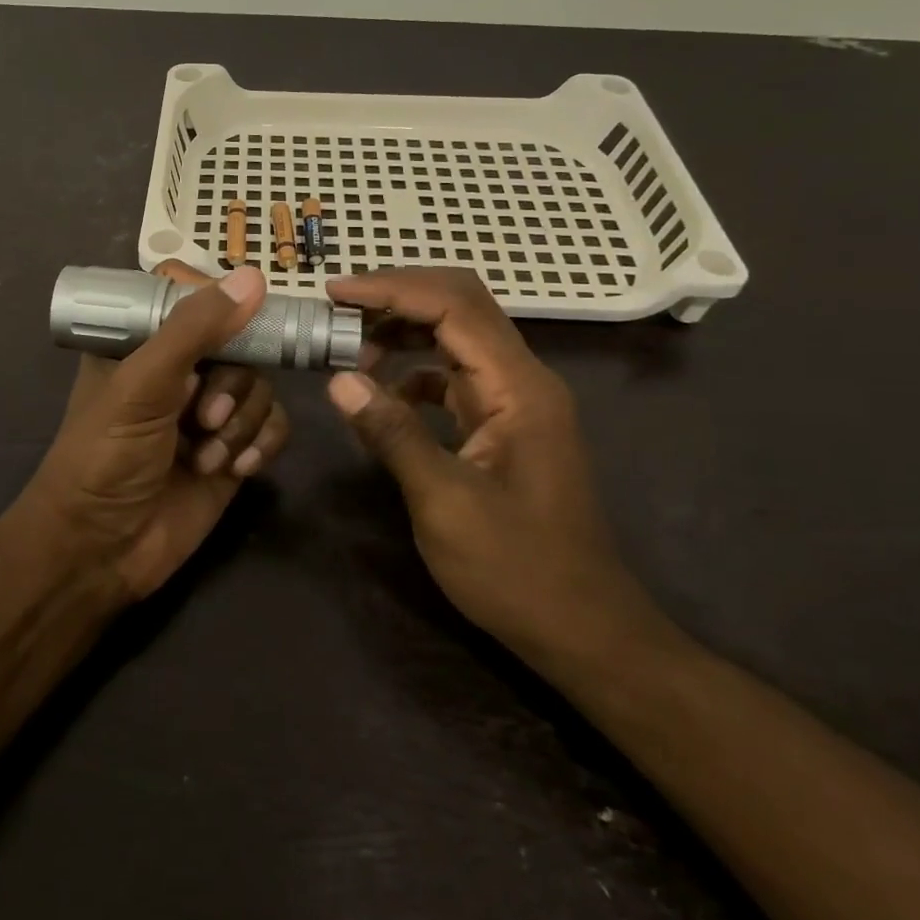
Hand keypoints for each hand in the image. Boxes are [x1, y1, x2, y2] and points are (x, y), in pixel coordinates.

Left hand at [26, 261, 290, 600]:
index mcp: (143, 341)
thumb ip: (194, 330)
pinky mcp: (233, 448)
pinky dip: (262, 443)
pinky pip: (273, 424)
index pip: (191, 295)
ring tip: (209, 456)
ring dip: (241, 422)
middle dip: (231, 384)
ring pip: (261, 385)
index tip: (233, 327)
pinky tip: (237, 470)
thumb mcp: (142, 385)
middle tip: (202, 416)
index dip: (218, 305)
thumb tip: (254, 277)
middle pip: (240, 342)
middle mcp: (179, 369)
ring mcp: (208, 409)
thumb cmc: (105, 456)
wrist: (101, 551)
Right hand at [324, 268, 664, 674]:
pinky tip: (383, 398)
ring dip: (404, 331)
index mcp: (519, 387)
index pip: (454, 305)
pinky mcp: (503, 425)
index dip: (392, 289)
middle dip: (397, 297)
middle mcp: (522, 380)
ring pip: (456, 337)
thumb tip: (339, 379)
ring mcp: (515, 402)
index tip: (336, 292)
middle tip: (339, 309)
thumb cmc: (517, 570)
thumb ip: (393, 433)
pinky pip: (454, 376)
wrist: (583, 630)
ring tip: (351, 348)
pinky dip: (414, 372)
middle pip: (460, 305)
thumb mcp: (445, 502)